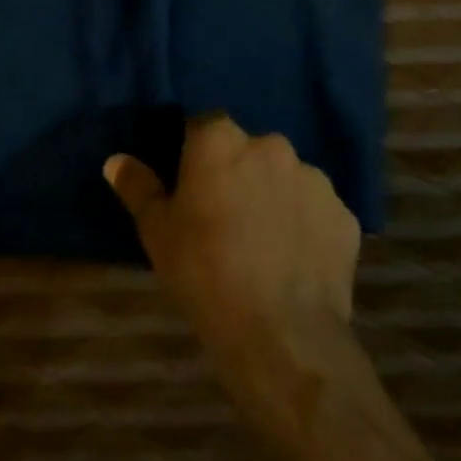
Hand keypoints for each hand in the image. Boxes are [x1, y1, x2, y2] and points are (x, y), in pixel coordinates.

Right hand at [105, 116, 361, 442]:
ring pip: (285, 178)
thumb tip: (116, 160)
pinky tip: (294, 261)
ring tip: (263, 243)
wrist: (282, 335)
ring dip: (273, 196)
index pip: (204, 125)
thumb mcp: (157, 233)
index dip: (195, 153)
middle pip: (248, 150)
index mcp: (221, 141)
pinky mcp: (344, 214)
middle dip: (238, 172)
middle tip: (225, 217)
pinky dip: (305, 225)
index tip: (191, 185)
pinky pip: (316, 210)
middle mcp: (271, 145)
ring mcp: (313, 178)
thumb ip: (138, 188)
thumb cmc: (204, 274)